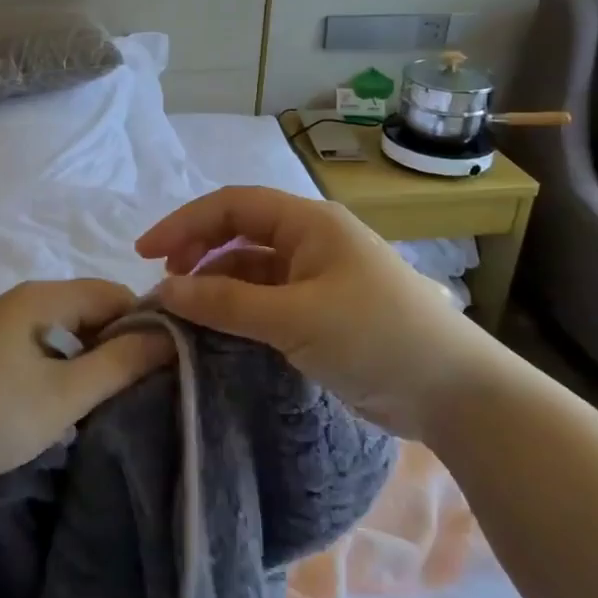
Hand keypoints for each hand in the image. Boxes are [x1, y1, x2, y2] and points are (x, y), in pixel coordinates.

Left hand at [0, 279, 173, 494]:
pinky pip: (45, 347)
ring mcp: (4, 326)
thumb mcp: (62, 395)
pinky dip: (65, 367)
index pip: (113, 293)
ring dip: (92, 358)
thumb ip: (118, 364)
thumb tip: (168, 338)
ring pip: (67, 331)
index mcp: (43, 297)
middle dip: (119, 342)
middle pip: (90, 308)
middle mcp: (24, 300)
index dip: (144, 322)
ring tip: (111, 398)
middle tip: (142, 387)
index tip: (167, 364)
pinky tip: (69, 401)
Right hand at [136, 186, 496, 435]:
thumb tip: (164, 290)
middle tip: (163, 282)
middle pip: (239, 231)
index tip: (144, 253)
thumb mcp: (294, 318)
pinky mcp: (321, 310)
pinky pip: (266, 297)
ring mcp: (317, 275)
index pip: (232, 205)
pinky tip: (218, 326)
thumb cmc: (376, 336)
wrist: (454, 391)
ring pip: (251, 266)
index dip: (184, 223)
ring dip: (215, 281)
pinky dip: (238, 307)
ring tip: (184, 309)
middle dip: (197, 249)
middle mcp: (310, 239)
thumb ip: (226, 302)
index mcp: (309, 222)